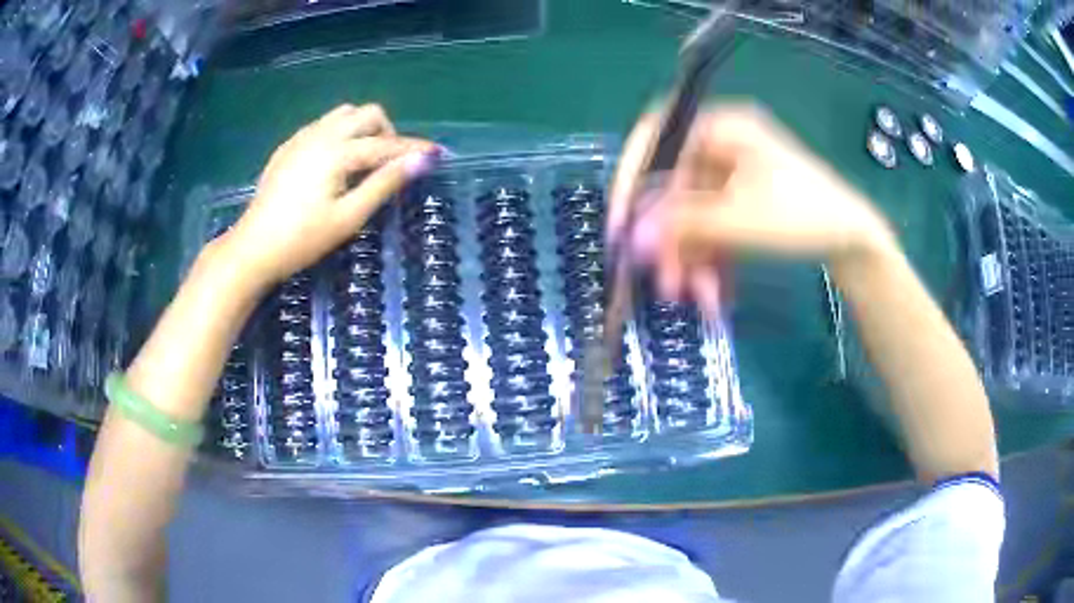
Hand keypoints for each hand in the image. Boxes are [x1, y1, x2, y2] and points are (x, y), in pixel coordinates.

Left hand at [218, 103, 438, 288]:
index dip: (413, 148)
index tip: (437, 153)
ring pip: (343, 114)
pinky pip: (323, 125)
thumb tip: (420, 160)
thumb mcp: (348, 217)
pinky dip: (340, 134)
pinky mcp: (288, 147)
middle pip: (367, 114)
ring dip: (362, 129)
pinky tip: (334, 162)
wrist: (253, 248)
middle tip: (389, 164)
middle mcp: (321, 134)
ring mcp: (301, 138)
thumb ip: (384, 184)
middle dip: (387, 132)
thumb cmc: (303, 239)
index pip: (385, 144)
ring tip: (362, 161)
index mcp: (337, 152)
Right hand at [609, 103, 897, 314]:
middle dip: (669, 239)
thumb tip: (631, 237)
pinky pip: (712, 226)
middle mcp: (722, 144)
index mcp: (722, 128)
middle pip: (674, 186)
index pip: (657, 137)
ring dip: (689, 257)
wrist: (854, 241)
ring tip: (695, 298)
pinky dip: (710, 257)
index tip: (622, 222)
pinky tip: (714, 291)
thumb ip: (682, 225)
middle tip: (664, 282)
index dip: (632, 177)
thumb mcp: (741, 220)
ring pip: (692, 213)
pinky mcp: (741, 201)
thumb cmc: (804, 216)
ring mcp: (732, 174)